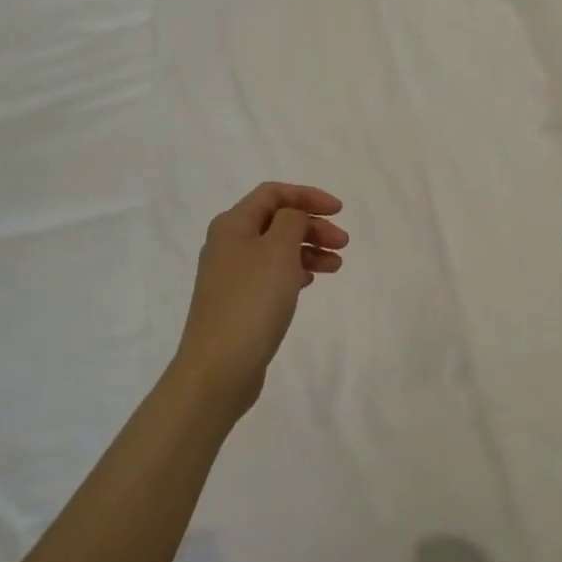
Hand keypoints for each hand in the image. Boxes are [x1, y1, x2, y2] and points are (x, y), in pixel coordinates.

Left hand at [176, 182, 347, 414]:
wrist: (218, 368)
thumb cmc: (252, 301)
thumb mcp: (278, 250)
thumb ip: (291, 221)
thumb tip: (293, 217)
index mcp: (232, 224)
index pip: (273, 194)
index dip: (307, 196)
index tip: (339, 211)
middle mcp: (228, 244)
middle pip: (276, 221)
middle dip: (312, 226)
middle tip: (343, 243)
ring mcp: (231, 275)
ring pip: (277, 249)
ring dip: (308, 250)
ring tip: (336, 266)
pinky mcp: (238, 301)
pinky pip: (271, 273)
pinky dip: (295, 271)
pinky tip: (310, 282)